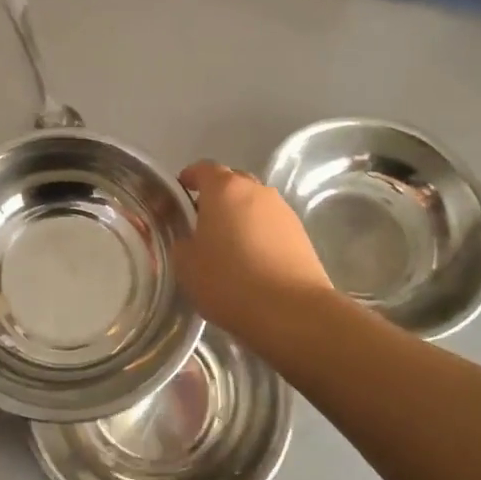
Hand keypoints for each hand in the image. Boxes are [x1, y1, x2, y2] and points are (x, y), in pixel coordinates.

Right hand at [174, 161, 331, 345]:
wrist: (291, 311)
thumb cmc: (229, 281)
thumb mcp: (186, 265)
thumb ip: (182, 243)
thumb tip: (190, 240)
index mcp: (224, 189)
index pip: (203, 168)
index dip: (189, 178)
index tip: (179, 195)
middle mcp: (257, 191)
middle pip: (232, 183)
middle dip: (216, 197)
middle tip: (201, 224)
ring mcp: (283, 211)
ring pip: (254, 205)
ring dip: (240, 217)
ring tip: (229, 247)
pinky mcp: (301, 234)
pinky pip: (272, 226)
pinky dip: (260, 235)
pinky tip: (253, 262)